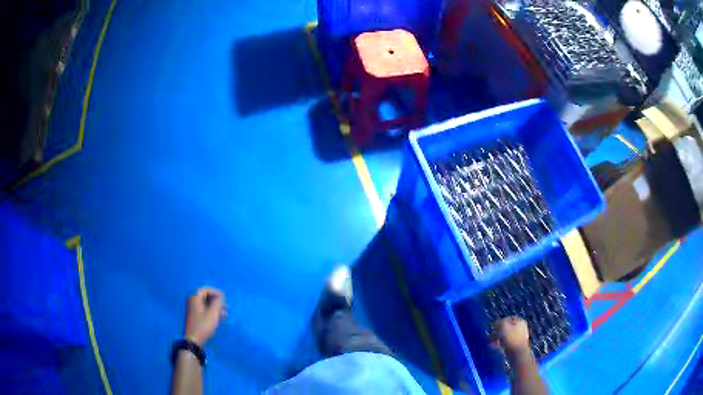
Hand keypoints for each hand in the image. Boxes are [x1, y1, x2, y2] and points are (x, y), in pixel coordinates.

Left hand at [184, 287, 225, 346]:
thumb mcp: (213, 313)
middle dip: (217, 301)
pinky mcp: (195, 318)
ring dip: (216, 308)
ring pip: (206, 305)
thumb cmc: (203, 325)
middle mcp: (192, 302)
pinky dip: (212, 313)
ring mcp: (193, 311)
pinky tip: (219, 319)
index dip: (215, 291)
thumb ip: (217, 303)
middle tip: (226, 306)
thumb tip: (220, 296)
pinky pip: (204, 311)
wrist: (194, 340)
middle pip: (205, 297)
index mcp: (194, 298)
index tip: (224, 296)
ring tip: (225, 315)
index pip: (205, 290)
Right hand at [491, 317, 530, 356]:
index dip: (499, 322)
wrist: (517, 353)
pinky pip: (506, 342)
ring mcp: (518, 337)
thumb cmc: (511, 338)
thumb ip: (500, 323)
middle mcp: (520, 328)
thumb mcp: (504, 326)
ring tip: (490, 342)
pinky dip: (500, 343)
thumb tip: (496, 324)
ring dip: (497, 338)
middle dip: (497, 331)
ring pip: (505, 336)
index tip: (492, 327)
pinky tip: (494, 346)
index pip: (507, 319)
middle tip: (490, 335)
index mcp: (520, 322)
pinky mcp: (515, 345)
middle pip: (506, 328)